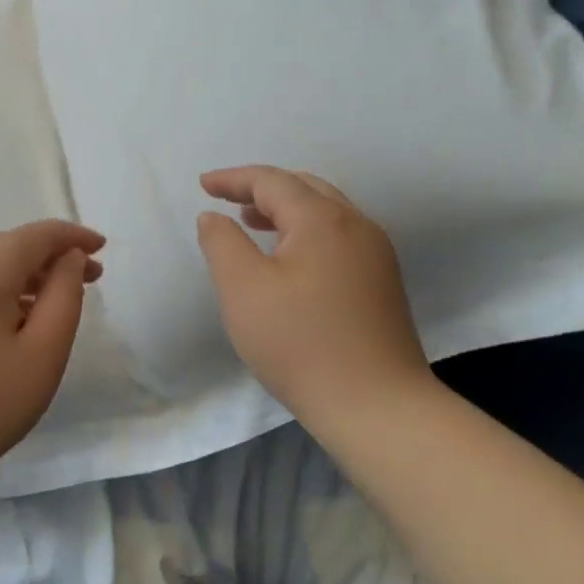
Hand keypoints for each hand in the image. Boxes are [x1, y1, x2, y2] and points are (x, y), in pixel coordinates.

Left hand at [0, 220, 105, 472]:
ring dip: (27, 272)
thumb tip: (67, 258)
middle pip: (10, 245)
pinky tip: (18, 314)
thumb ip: (65, 295)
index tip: (102, 248)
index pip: (35, 235)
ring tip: (59, 296)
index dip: (72, 236)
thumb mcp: (44, 351)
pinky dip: (2, 288)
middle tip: (90, 275)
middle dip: (52, 255)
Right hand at [196, 166, 436, 432]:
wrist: (376, 405)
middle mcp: (356, 225)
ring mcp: (376, 253)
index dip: (233, 179)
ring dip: (285, 210)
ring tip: (251, 222)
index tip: (202, 185)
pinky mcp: (381, 281)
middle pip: (304, 188)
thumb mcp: (243, 290)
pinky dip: (305, 232)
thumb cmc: (300, 343)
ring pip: (325, 212)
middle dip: (262, 189)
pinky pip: (338, 236)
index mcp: (322, 219)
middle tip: (226, 200)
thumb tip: (214, 217)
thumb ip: (222, 243)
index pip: (272, 181)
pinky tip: (289, 258)